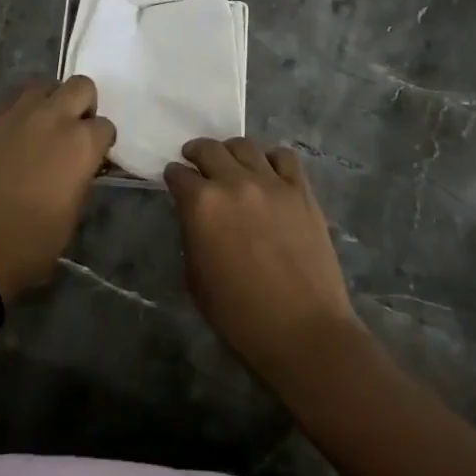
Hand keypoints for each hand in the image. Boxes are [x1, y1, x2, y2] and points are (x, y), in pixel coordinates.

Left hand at [0, 77, 115, 296]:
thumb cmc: (31, 242)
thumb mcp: (72, 213)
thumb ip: (81, 176)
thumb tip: (80, 163)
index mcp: (81, 144)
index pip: (105, 126)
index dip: (101, 141)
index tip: (94, 154)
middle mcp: (53, 118)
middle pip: (81, 86)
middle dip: (83, 105)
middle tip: (73, 129)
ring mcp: (18, 113)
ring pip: (44, 84)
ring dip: (51, 100)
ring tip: (43, 124)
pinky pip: (12, 97)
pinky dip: (20, 108)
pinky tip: (16, 129)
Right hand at [165, 138, 362, 382]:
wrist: (303, 330)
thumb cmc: (239, 315)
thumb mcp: (195, 278)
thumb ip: (191, 234)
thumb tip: (196, 216)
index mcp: (202, 204)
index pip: (178, 174)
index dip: (173, 176)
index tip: (174, 180)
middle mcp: (234, 182)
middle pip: (209, 149)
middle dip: (196, 153)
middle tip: (195, 162)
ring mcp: (271, 182)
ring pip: (245, 146)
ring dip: (231, 151)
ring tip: (231, 163)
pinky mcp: (301, 191)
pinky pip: (284, 157)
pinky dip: (271, 159)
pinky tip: (268, 172)